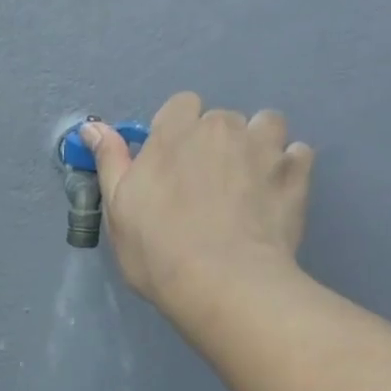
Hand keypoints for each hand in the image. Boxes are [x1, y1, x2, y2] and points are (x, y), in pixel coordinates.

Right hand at [81, 92, 313, 312]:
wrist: (223, 284)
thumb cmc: (158, 251)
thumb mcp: (119, 210)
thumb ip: (110, 162)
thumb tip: (93, 127)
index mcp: (175, 133)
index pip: (181, 106)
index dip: (177, 133)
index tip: (172, 167)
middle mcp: (222, 128)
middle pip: (221, 120)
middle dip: (215, 144)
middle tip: (207, 188)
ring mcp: (264, 147)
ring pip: (265, 126)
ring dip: (257, 146)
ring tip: (247, 185)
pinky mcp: (296, 173)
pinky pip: (297, 154)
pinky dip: (287, 169)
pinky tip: (275, 196)